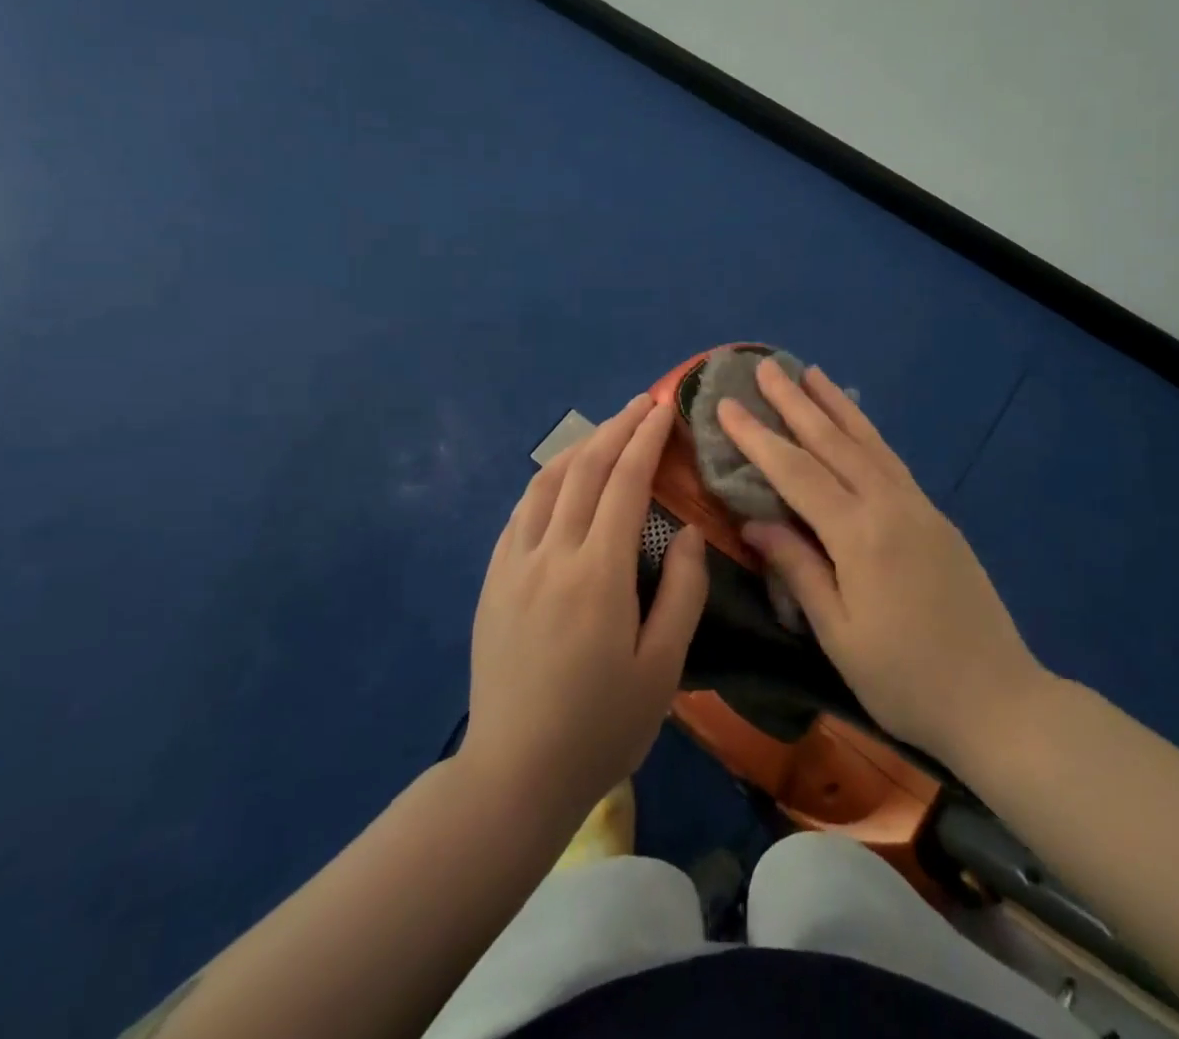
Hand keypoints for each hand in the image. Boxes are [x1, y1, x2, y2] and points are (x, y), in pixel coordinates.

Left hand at [464, 396, 707, 824]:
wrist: (513, 775)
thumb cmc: (601, 727)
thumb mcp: (663, 668)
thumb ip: (682, 591)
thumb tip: (686, 531)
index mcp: (598, 573)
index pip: (624, 483)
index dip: (646, 439)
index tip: (663, 408)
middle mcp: (551, 554)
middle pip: (584, 470)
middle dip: (616, 429)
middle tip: (642, 403)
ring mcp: (514, 565)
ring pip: (545, 483)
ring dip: (579, 448)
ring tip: (606, 432)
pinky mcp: (492, 581)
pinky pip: (521, 512)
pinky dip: (547, 482)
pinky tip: (561, 480)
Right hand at [719, 362, 1047, 769]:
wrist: (998, 700)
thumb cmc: (906, 680)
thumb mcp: (839, 634)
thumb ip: (798, 569)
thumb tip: (755, 520)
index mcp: (860, 534)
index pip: (796, 472)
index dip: (757, 438)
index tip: (727, 406)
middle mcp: (889, 505)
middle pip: (833, 442)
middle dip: (795, 402)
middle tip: (765, 367)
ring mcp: (918, 506)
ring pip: (868, 441)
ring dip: (835, 404)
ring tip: (811, 373)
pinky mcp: (936, 516)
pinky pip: (891, 459)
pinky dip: (866, 431)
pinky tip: (854, 424)